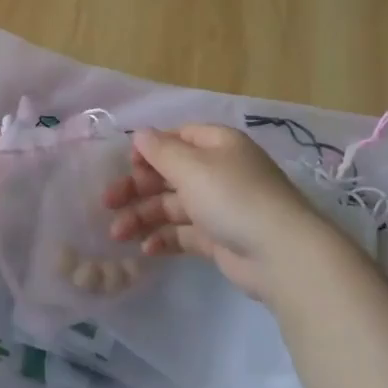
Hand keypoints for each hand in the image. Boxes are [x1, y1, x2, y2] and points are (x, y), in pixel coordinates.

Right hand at [102, 124, 335, 298]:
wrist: (280, 254)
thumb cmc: (232, 197)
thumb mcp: (192, 167)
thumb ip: (161, 151)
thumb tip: (141, 134)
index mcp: (218, 145)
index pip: (178, 138)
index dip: (150, 149)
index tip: (126, 165)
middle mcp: (219, 171)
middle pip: (170, 173)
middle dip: (137, 188)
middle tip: (107, 203)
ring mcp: (219, 206)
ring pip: (172, 206)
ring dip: (143, 217)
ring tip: (117, 234)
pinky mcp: (219, 238)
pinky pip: (184, 233)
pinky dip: (163, 238)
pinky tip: (145, 249)